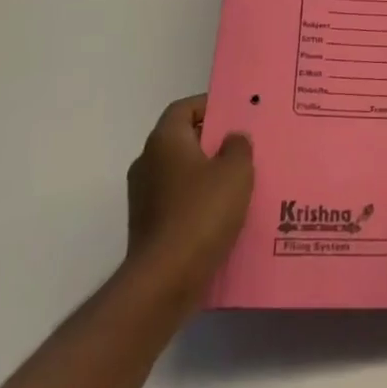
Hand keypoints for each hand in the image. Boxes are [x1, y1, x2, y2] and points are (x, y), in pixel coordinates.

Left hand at [123, 95, 253, 313]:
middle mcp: (147, 162)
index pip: (184, 108)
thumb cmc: (202, 213)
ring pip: (180, 172)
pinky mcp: (147, 226)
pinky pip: (176, 201)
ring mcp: (143, 197)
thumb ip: (238, 146)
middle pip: (182, 139)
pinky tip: (222, 214)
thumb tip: (232, 139)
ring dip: (206, 174)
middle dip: (212, 142)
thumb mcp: (236, 170)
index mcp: (164, 140)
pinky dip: (197, 201)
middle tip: (243, 147)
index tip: (235, 115)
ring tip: (238, 183)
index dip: (210, 106)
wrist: (164, 281)